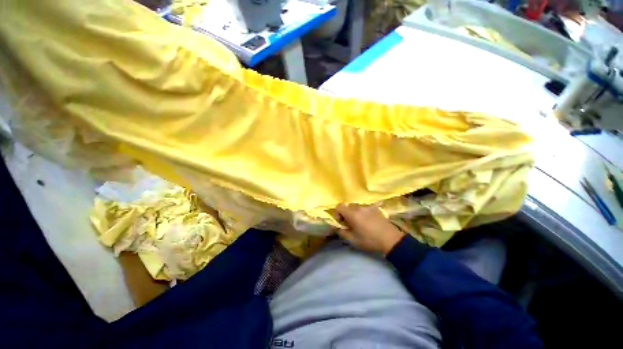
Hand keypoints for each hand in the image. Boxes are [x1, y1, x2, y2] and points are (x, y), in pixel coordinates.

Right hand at [335, 204, 404, 254]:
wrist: (390, 239)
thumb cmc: (370, 240)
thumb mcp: (353, 240)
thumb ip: (342, 232)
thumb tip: (338, 228)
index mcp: (352, 214)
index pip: (339, 206)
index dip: (337, 214)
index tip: (341, 222)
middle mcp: (359, 207)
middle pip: (347, 206)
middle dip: (345, 213)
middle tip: (350, 223)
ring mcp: (368, 206)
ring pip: (356, 206)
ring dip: (354, 212)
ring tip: (359, 222)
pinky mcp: (375, 207)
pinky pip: (364, 207)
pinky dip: (362, 212)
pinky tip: (368, 220)